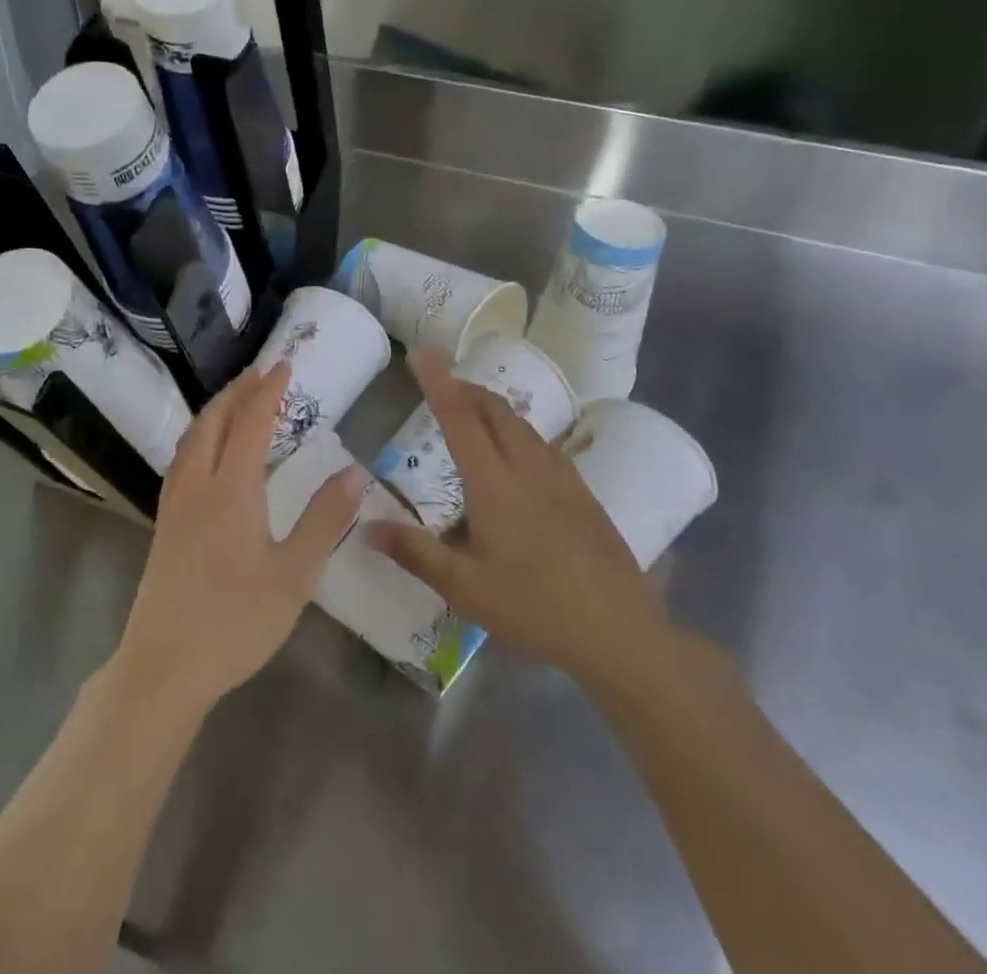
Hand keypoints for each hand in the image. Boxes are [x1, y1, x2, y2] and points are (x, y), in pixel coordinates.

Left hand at [114, 361, 369, 713]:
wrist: (163, 667)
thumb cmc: (235, 622)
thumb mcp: (294, 576)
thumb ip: (324, 520)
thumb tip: (355, 471)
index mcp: (230, 490)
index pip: (250, 423)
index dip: (268, 391)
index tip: (284, 365)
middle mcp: (197, 484)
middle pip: (213, 421)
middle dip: (238, 391)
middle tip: (261, 372)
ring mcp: (175, 503)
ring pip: (192, 437)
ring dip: (216, 410)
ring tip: (237, 399)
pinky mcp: (165, 523)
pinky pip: (182, 458)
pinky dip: (200, 435)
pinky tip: (207, 450)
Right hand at [365, 348, 672, 693]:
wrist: (619, 632)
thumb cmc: (534, 609)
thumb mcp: (465, 589)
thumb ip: (415, 553)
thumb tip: (367, 527)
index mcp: (495, 484)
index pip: (460, 419)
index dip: (438, 382)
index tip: (421, 353)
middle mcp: (528, 468)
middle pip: (495, 410)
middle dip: (465, 388)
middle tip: (440, 386)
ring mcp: (561, 477)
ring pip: (521, 424)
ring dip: (491, 408)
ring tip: (470, 415)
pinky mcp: (582, 492)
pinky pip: (541, 443)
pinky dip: (515, 431)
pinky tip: (513, 458)